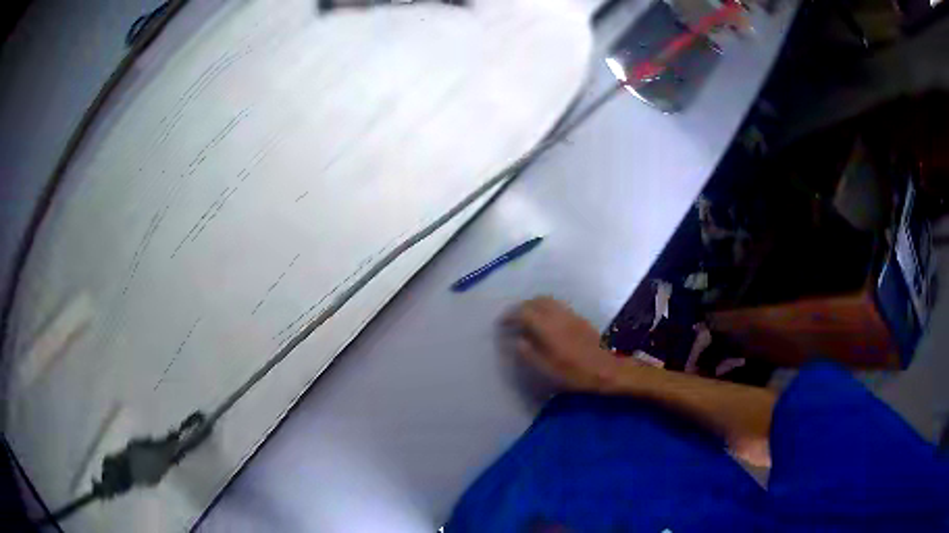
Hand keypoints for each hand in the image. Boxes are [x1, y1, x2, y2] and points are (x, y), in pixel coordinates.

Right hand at [504, 297, 620, 392]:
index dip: (510, 316)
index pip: (524, 313)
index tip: (501, 323)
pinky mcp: (578, 317)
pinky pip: (557, 305)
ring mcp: (570, 314)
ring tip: (525, 318)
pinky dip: (545, 307)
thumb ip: (530, 354)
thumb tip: (517, 341)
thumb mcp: (548, 370)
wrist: (607, 368)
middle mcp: (558, 316)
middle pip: (535, 301)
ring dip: (533, 305)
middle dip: (521, 307)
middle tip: (512, 319)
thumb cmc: (576, 373)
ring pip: (547, 300)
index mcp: (548, 328)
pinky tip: (544, 321)